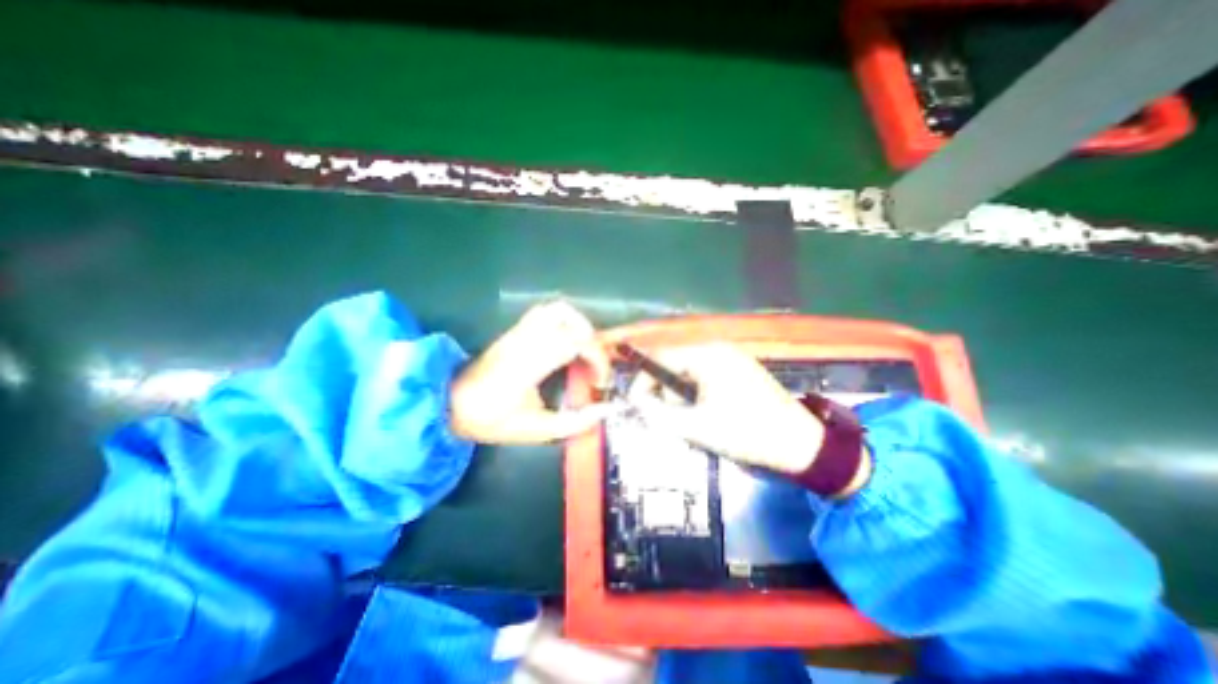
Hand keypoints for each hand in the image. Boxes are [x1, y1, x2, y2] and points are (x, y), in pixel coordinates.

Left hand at [451, 302, 613, 444]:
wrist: (450, 404)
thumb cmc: (492, 420)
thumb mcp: (536, 431)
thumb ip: (574, 422)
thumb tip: (604, 411)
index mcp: (528, 366)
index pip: (574, 342)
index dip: (597, 358)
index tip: (600, 380)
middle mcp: (524, 341)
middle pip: (568, 319)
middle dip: (591, 340)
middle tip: (593, 364)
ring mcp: (518, 332)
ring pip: (556, 309)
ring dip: (578, 325)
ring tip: (583, 350)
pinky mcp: (514, 330)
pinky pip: (545, 313)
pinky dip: (564, 321)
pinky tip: (566, 342)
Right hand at [629, 341, 827, 476]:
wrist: (802, 445)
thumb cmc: (747, 433)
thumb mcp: (697, 427)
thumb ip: (659, 414)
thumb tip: (636, 402)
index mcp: (707, 355)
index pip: (661, 357)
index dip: (643, 380)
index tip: (635, 404)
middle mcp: (717, 350)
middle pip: (674, 365)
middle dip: (666, 394)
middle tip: (670, 421)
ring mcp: (730, 359)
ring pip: (688, 375)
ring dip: (682, 399)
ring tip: (693, 425)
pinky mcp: (738, 372)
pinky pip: (704, 380)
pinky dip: (697, 398)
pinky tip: (706, 418)